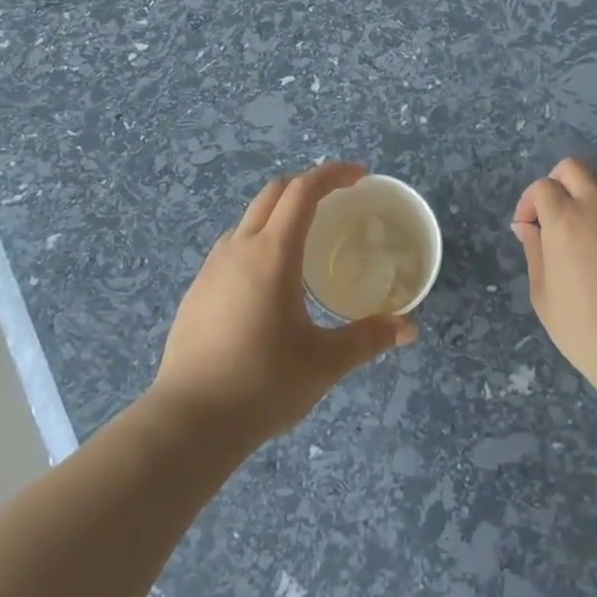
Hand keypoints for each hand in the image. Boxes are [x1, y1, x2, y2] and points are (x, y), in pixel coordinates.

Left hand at [153, 162, 418, 445]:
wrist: (189, 422)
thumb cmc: (262, 384)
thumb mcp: (324, 362)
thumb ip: (368, 339)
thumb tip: (408, 328)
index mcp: (273, 253)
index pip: (303, 191)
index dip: (333, 174)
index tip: (359, 175)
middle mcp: (239, 248)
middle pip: (274, 193)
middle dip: (307, 185)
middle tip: (338, 200)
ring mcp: (212, 267)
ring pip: (249, 218)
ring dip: (280, 212)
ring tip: (305, 239)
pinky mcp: (197, 290)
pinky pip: (232, 246)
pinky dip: (258, 240)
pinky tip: (269, 280)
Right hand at [512, 158, 596, 386]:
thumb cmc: (581, 325)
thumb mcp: (542, 292)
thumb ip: (534, 250)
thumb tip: (527, 227)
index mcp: (564, 218)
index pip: (543, 186)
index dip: (528, 203)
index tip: (526, 229)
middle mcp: (596, 207)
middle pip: (574, 168)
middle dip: (556, 182)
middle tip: (549, 213)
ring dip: (584, 189)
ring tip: (576, 221)